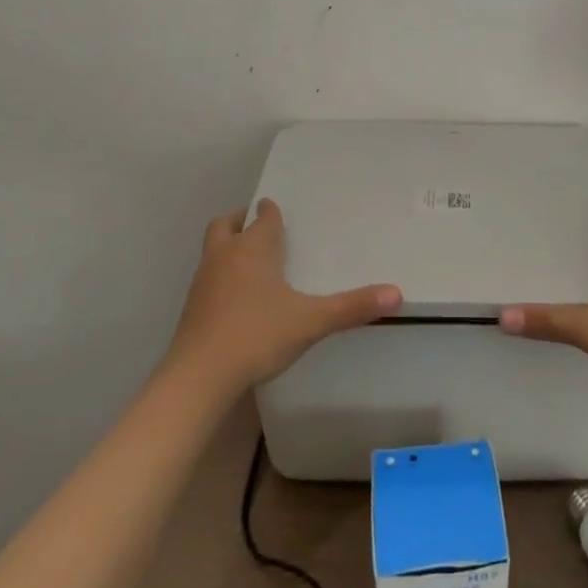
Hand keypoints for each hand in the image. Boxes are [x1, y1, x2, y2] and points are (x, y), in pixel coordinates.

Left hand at [164, 199, 400, 397]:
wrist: (198, 378)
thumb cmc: (256, 335)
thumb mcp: (311, 321)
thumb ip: (352, 307)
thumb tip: (397, 293)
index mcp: (252, 249)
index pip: (261, 218)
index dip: (269, 212)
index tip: (275, 209)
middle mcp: (224, 257)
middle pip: (225, 225)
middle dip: (239, 220)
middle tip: (254, 225)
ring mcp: (203, 283)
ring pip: (212, 251)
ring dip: (227, 248)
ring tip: (248, 261)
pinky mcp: (191, 309)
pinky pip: (207, 279)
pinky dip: (220, 277)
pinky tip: (236, 300)